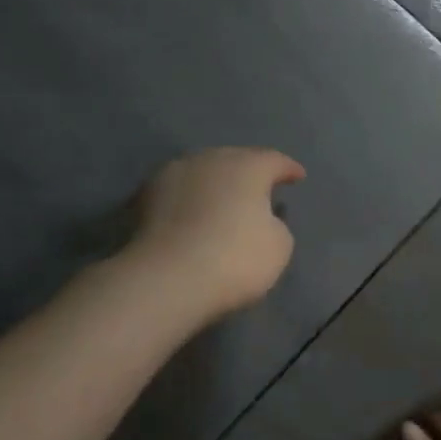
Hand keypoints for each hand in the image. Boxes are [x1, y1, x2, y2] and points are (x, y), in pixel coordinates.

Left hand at [126, 148, 304, 318]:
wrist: (166, 280)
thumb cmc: (235, 258)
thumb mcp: (279, 246)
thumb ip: (275, 224)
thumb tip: (260, 219)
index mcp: (247, 166)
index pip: (274, 160)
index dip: (288, 169)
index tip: (297, 177)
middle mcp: (209, 160)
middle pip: (235, 160)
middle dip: (249, 172)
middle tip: (260, 189)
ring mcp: (172, 176)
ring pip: (203, 173)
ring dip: (216, 185)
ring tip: (225, 202)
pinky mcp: (143, 199)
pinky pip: (179, 193)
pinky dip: (191, 201)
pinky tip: (195, 215)